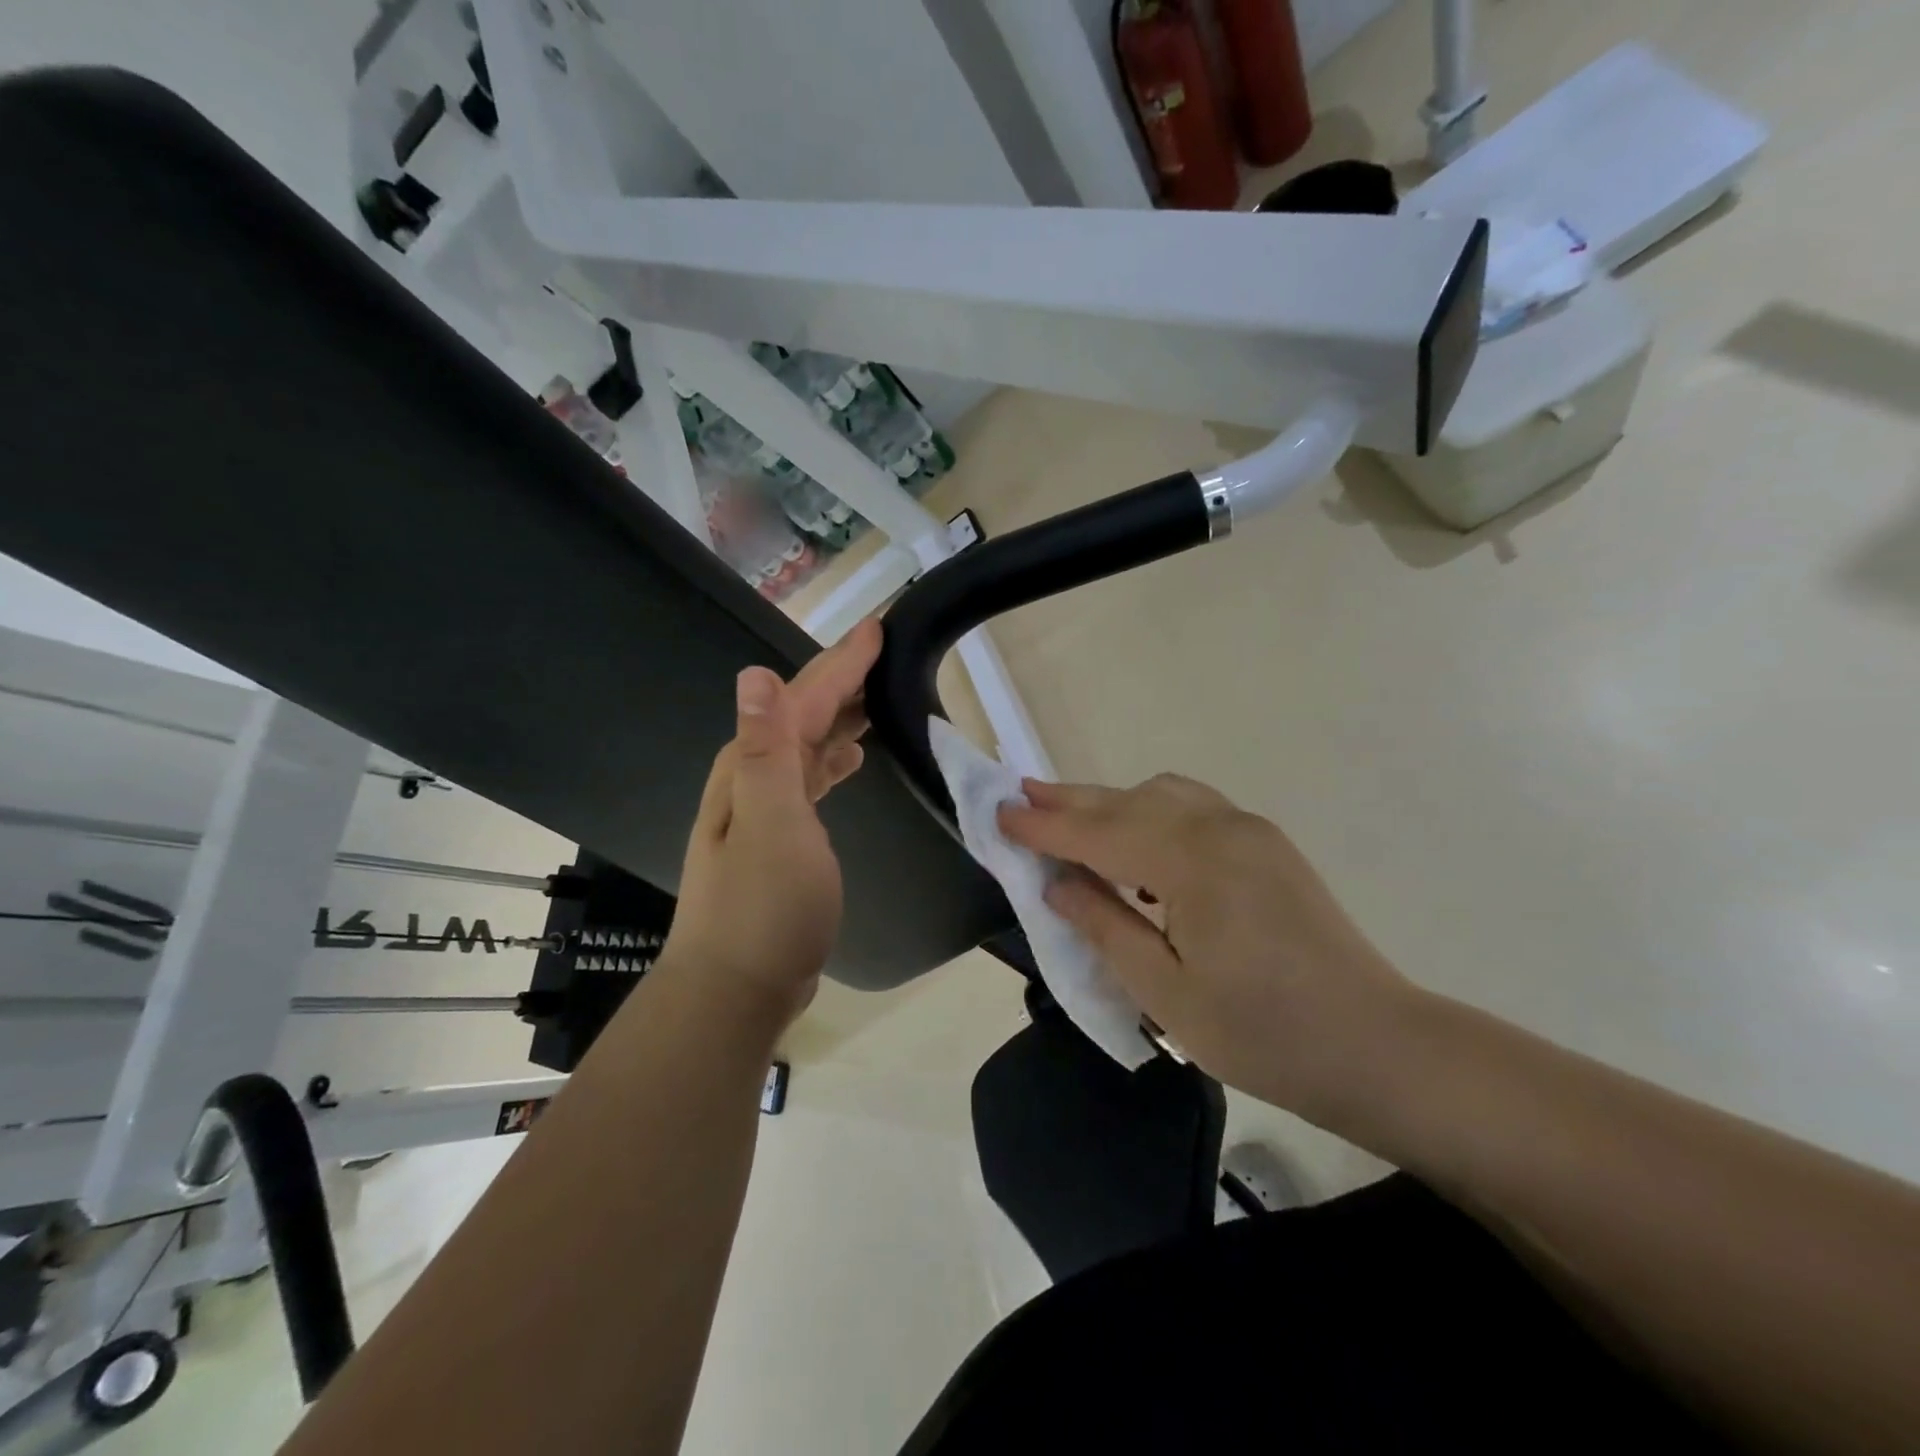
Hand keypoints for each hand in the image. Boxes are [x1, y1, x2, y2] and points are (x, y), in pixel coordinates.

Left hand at [660, 620, 881, 1033]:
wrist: (737, 989)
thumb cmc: (762, 907)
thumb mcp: (771, 823)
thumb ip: (767, 749)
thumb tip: (754, 675)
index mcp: (753, 766)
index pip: (802, 698)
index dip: (841, 662)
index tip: (879, 628)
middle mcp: (753, 779)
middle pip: (801, 714)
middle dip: (841, 679)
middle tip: (882, 652)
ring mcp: (764, 811)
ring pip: (807, 745)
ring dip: (839, 717)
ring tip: (874, 699)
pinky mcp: (780, 840)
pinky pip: (810, 779)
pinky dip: (832, 760)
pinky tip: (851, 760)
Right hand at [1000, 774, 1415, 1122]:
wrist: (1379, 1047)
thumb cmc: (1264, 1034)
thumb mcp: (1166, 993)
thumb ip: (1105, 926)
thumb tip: (1058, 883)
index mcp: (1191, 863)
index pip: (1099, 833)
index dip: (1045, 826)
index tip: (999, 812)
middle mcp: (1220, 828)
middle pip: (1127, 802)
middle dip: (1070, 801)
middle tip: (1021, 797)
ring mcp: (1250, 831)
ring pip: (1162, 796)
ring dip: (1111, 803)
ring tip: (1069, 817)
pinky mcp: (1267, 845)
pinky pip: (1192, 808)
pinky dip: (1150, 812)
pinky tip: (1137, 844)